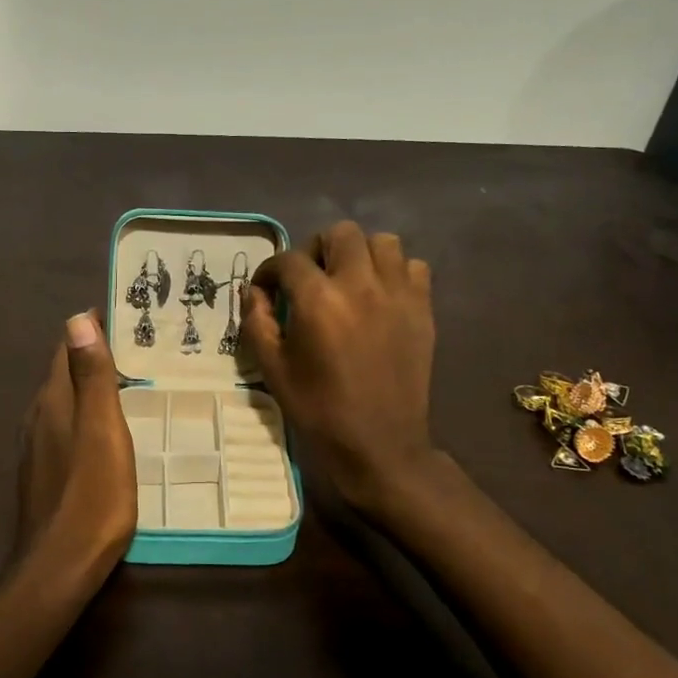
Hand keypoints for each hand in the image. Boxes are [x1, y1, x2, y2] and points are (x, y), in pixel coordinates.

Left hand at [16, 311, 137, 576]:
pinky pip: (64, 428)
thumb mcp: (102, 430)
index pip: (66, 348)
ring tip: (125, 380)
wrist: (59, 565)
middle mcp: (38, 417)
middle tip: (134, 345)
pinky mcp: (43, 473)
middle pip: (63, 373)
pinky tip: (103, 429)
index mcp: (53, 400)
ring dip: (87, 386)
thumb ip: (91, 377)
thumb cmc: (92, 495)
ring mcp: (37, 447)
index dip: (89, 329)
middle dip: (91, 354)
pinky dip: (84, 415)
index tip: (121, 315)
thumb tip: (76, 318)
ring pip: (63, 402)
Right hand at [241, 222, 436, 508]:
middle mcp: (360, 285)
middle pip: (340, 233)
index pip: (288, 260)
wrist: (379, 444)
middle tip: (310, 278)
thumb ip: (257, 322)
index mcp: (319, 300)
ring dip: (360, 254)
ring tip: (349, 280)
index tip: (265, 289)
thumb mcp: (272, 368)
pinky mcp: (423, 309)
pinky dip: (396, 272)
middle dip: (317, 249)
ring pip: (382, 242)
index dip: (270, 271)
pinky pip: (414, 267)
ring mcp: (397, 294)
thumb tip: (254, 292)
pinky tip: (381, 296)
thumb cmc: (319, 409)